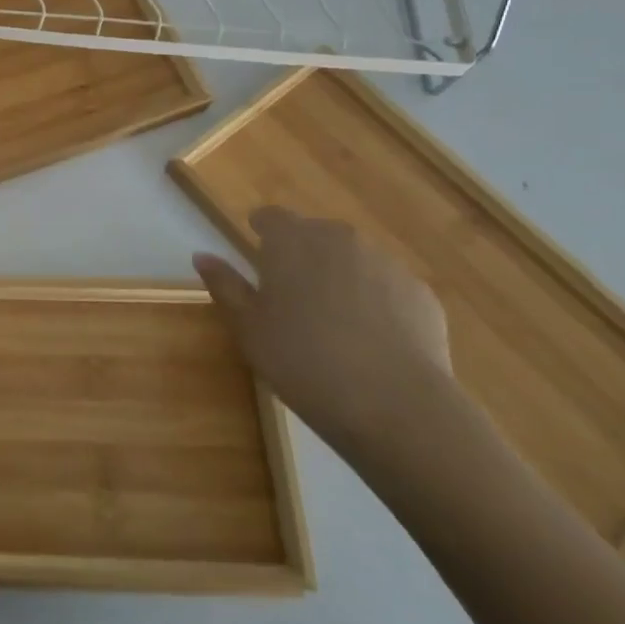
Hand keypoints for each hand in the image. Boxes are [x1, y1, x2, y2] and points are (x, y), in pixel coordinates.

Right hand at [194, 208, 454, 458]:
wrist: (397, 406)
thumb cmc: (303, 360)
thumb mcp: (248, 327)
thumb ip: (225, 285)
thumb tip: (202, 255)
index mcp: (291, 239)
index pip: (270, 217)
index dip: (261, 233)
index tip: (258, 259)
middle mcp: (339, 238)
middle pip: (314, 235)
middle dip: (302, 256)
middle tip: (292, 299)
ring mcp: (386, 263)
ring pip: (353, 260)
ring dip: (340, 278)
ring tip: (334, 324)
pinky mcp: (422, 294)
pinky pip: (388, 288)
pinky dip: (377, 303)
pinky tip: (373, 342)